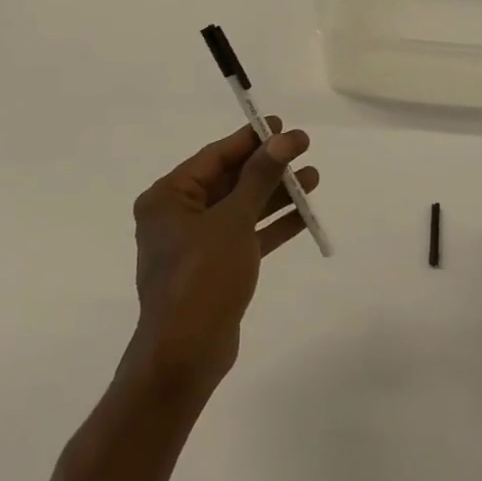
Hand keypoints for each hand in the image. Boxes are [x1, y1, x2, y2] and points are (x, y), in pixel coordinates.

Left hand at [127, 121, 317, 392]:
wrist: (185, 355)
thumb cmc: (202, 277)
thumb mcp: (234, 220)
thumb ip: (260, 176)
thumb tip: (284, 138)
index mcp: (168, 197)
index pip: (215, 156)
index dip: (251, 139)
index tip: (281, 125)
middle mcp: (177, 215)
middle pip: (230, 180)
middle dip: (268, 167)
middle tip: (304, 148)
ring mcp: (196, 243)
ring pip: (241, 207)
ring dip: (275, 194)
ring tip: (313, 178)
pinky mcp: (214, 267)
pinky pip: (245, 235)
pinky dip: (272, 224)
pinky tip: (304, 213)